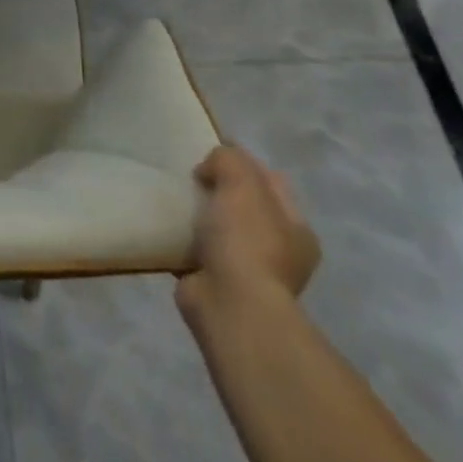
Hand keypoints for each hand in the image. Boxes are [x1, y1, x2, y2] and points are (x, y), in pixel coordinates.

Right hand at [176, 144, 319, 318]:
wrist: (230, 305)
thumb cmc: (246, 240)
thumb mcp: (241, 182)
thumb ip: (228, 159)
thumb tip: (210, 169)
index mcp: (296, 229)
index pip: (270, 181)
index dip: (242, 162)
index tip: (209, 156)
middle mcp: (279, 251)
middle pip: (244, 204)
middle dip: (217, 189)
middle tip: (190, 178)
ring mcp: (249, 271)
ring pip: (219, 228)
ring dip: (198, 215)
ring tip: (173, 200)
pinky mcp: (217, 284)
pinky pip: (196, 250)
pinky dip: (182, 239)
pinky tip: (165, 227)